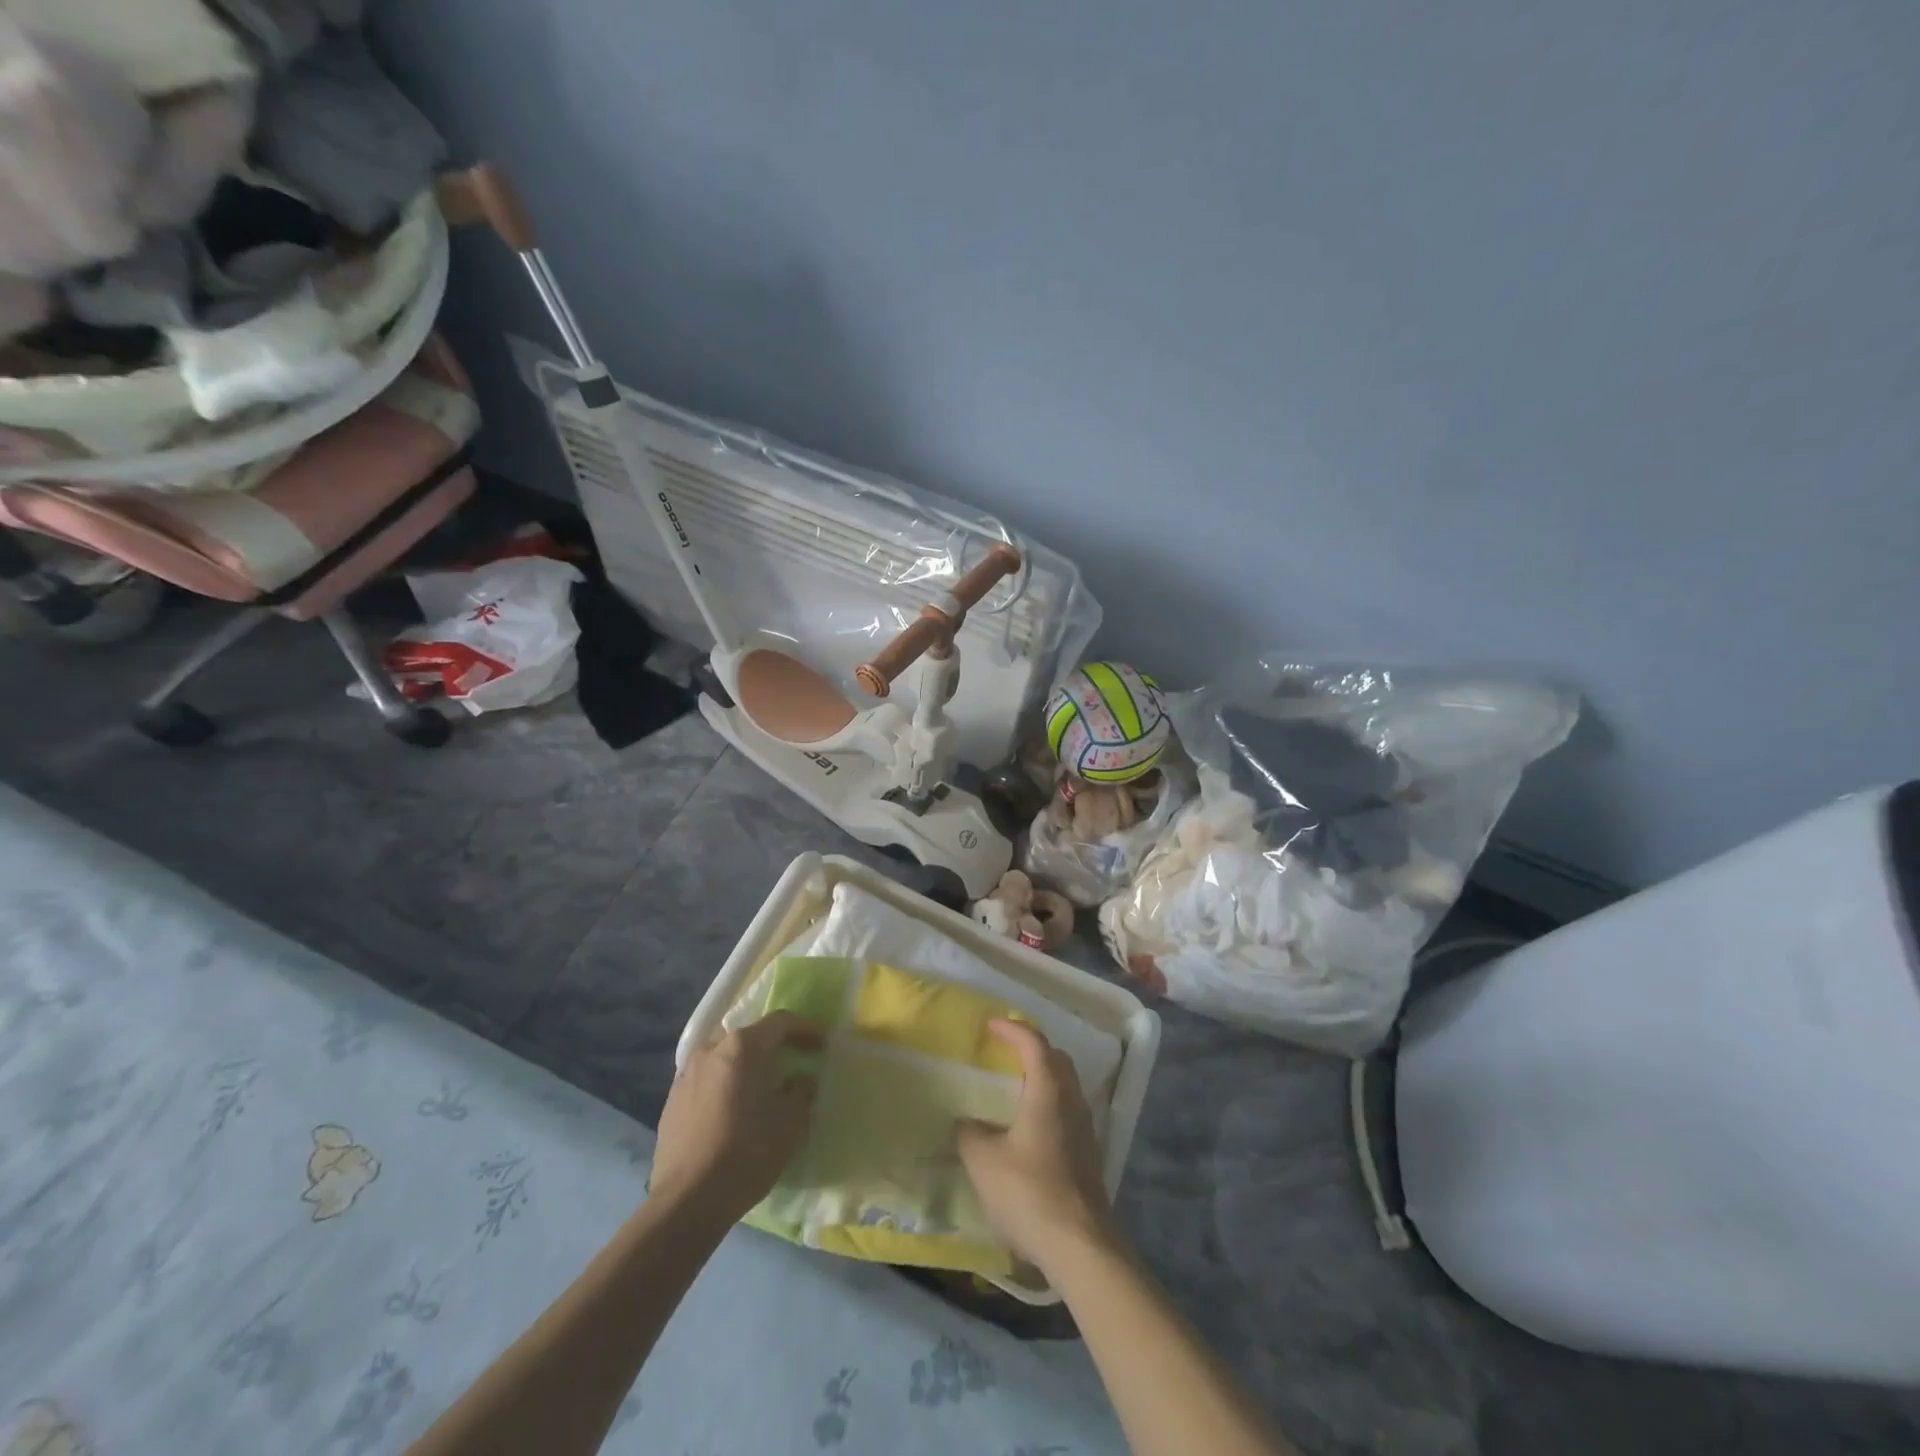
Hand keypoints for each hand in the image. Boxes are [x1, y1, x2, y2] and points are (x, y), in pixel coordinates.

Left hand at [650, 1011, 820, 1224]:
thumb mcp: (791, 1122)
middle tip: (791, 1061)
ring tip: (759, 1087)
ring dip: (744, 1066)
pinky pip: (705, 1081)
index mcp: (742, 1047)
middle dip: (771, 1045)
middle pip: (748, 1036)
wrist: (688, 1201)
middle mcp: (711, 1050)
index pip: (780, 1022)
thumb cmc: (747, 1152)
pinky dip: (724, 1085)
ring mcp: (686, 1075)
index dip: (805, 1029)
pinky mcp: (671, 1102)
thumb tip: (801, 1082)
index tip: (822, 1043)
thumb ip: (802, 1092)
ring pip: (723, 1058)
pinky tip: (732, 1110)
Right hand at [957, 1019, 1118, 1272]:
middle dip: (1032, 1048)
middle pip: (1056, 1060)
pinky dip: (1049, 1104)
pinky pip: (1068, 1112)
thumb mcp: (984, 1162)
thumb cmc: (1029, 1193)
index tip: (991, 1026)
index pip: (1034, 1044)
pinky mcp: (1089, 1155)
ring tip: (1015, 1086)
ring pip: (1066, 1086)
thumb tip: (965, 1123)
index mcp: (1048, 1091)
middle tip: (1006, 1051)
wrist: (1080, 1246)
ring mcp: (1085, 1129)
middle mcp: (1072, 1101)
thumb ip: (970, 1134)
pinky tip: (1030, 1127)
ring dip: (1043, 1077)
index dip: (1012, 1030)